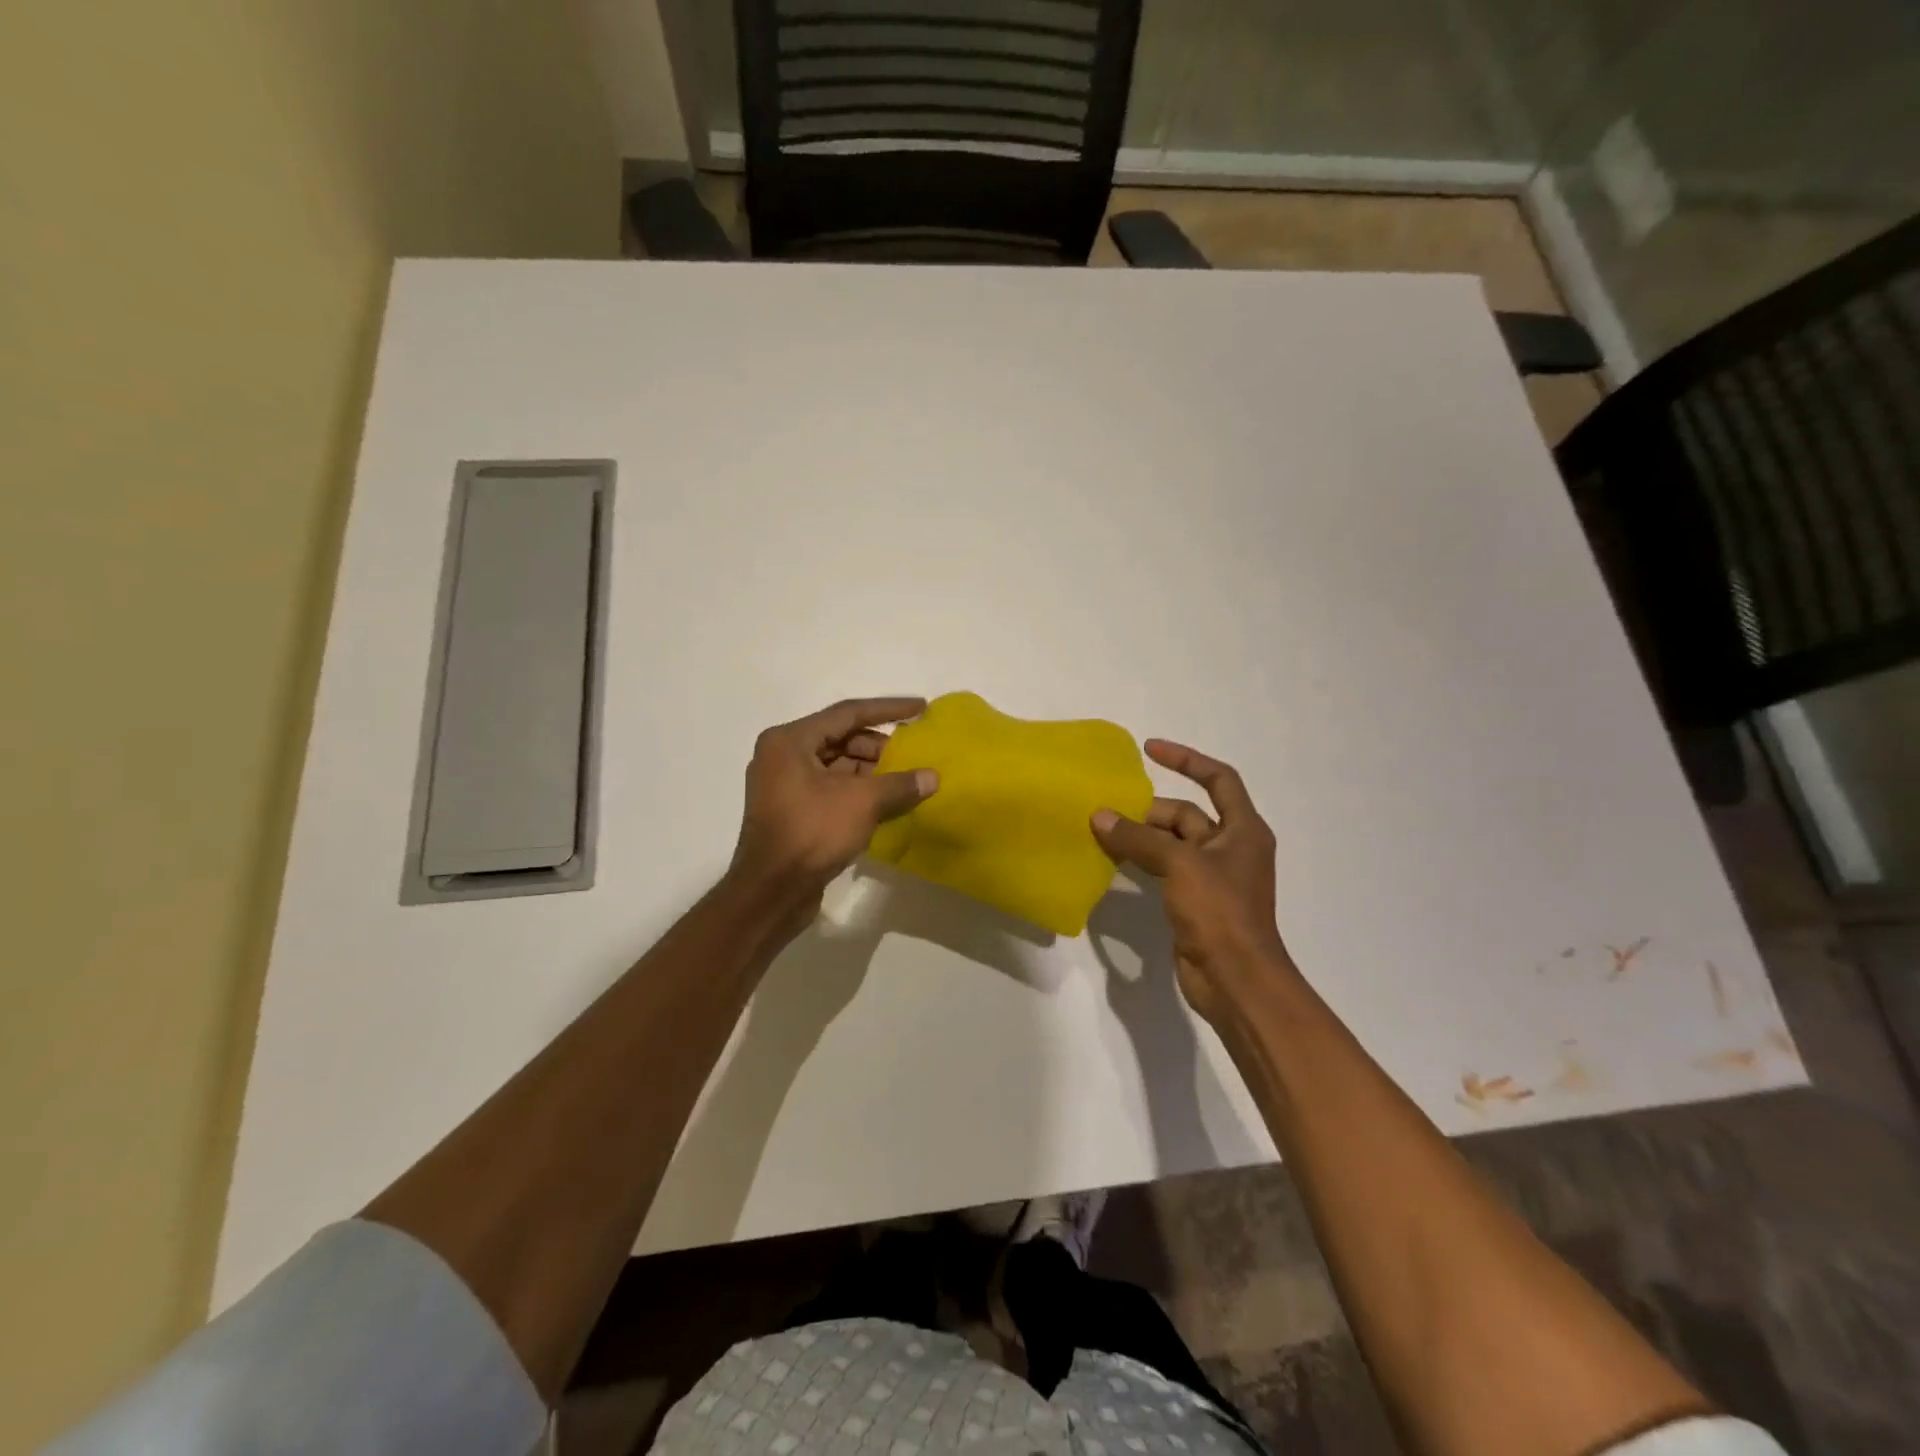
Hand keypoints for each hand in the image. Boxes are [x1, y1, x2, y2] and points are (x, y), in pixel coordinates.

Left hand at [727, 697, 938, 929]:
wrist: (771, 892)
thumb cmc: (812, 833)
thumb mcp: (862, 802)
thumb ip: (900, 784)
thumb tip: (932, 776)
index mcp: (790, 740)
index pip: (847, 714)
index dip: (888, 710)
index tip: (920, 708)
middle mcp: (782, 755)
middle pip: (840, 738)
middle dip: (879, 746)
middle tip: (913, 753)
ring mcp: (784, 785)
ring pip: (836, 765)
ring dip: (870, 771)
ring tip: (905, 780)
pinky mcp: (791, 811)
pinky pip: (830, 788)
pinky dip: (858, 790)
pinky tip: (886, 801)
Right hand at [1091, 740, 1292, 1022]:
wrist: (1236, 980)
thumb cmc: (1220, 912)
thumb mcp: (1179, 865)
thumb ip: (1138, 838)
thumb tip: (1099, 816)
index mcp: (1243, 829)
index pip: (1218, 778)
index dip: (1186, 759)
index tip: (1149, 750)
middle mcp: (1230, 847)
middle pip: (1186, 814)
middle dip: (1148, 810)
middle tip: (1107, 811)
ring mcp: (1212, 876)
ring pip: (1172, 843)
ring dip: (1141, 836)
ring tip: (1102, 831)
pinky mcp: (1195, 901)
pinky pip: (1164, 869)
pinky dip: (1142, 861)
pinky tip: (1113, 861)